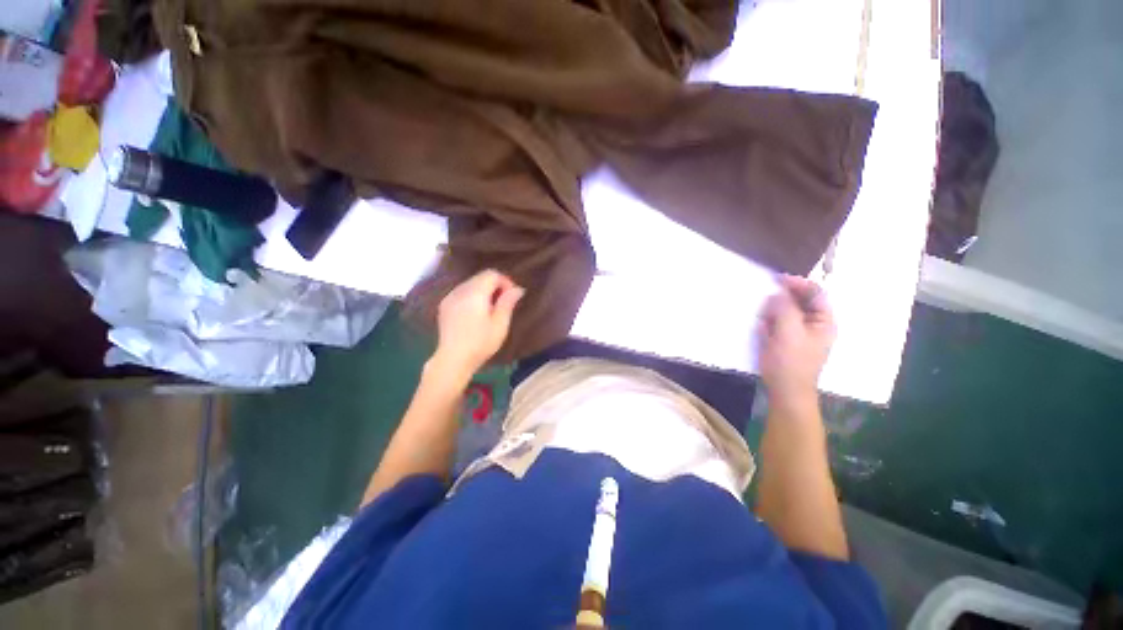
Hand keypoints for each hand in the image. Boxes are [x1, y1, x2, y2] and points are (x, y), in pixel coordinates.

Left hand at [431, 269, 524, 377]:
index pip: (492, 274)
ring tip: (491, 308)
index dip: (505, 281)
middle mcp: (460, 290)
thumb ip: (508, 303)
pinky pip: (461, 292)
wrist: (453, 359)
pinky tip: (476, 312)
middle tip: (504, 303)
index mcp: (475, 293)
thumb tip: (518, 289)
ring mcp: (450, 297)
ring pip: (471, 283)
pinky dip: (472, 296)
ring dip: (483, 290)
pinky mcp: (444, 306)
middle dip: (495, 285)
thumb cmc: (480, 343)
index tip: (512, 296)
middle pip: (480, 277)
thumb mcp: (500, 324)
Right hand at [757, 275, 835, 409]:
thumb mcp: (788, 332)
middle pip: (799, 301)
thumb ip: (784, 309)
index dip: (798, 283)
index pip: (815, 293)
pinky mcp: (785, 340)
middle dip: (782, 301)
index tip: (776, 279)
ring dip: (773, 313)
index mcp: (823, 321)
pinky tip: (764, 332)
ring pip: (785, 312)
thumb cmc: (790, 362)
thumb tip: (778, 293)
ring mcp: (799, 333)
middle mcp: (813, 324)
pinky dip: (769, 324)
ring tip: (765, 323)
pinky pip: (776, 324)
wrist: (785, 390)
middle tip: (767, 305)